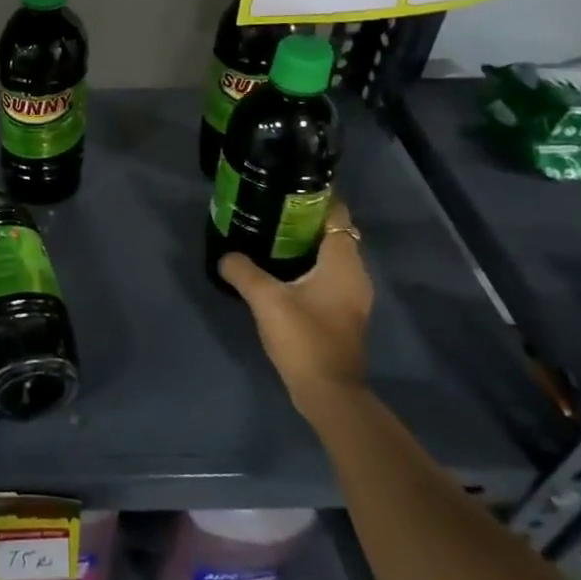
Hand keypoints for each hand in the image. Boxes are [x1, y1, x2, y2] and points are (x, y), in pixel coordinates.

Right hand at [218, 198, 373, 414]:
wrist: (328, 392)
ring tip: (270, 235)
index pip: (337, 215)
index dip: (318, 197)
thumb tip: (226, 255)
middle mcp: (355, 274)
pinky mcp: (342, 313)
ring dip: (305, 245)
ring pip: (330, 257)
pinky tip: (280, 272)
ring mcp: (351, 296)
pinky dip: (308, 266)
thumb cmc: (304, 338)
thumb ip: (243, 271)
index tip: (288, 187)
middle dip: (306, 219)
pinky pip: (327, 276)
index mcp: (343, 262)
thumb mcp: (266, 300)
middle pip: (334, 234)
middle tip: (271, 209)